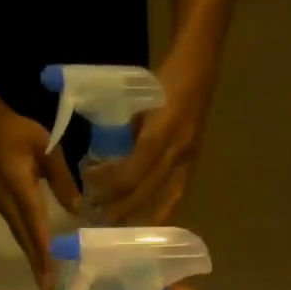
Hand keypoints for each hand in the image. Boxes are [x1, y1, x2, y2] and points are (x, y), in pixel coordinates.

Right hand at [0, 103, 80, 289]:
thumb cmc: (16, 132)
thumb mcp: (46, 147)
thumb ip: (62, 178)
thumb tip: (77, 209)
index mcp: (21, 191)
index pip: (36, 228)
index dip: (45, 254)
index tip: (51, 277)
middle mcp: (10, 205)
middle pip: (26, 242)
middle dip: (38, 268)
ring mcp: (4, 207)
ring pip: (22, 239)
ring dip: (33, 261)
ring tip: (45, 281)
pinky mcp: (4, 205)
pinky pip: (19, 232)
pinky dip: (30, 247)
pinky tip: (39, 256)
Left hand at [93, 58, 213, 224]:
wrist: (201, 63)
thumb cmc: (165, 78)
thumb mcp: (137, 99)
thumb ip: (124, 131)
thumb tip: (105, 162)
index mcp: (160, 130)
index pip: (131, 171)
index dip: (109, 185)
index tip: (89, 189)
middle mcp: (177, 149)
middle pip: (145, 191)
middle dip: (119, 209)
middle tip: (96, 219)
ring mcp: (189, 157)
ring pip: (164, 199)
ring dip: (140, 215)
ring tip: (119, 227)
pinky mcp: (195, 161)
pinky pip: (178, 195)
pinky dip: (163, 212)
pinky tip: (149, 224)